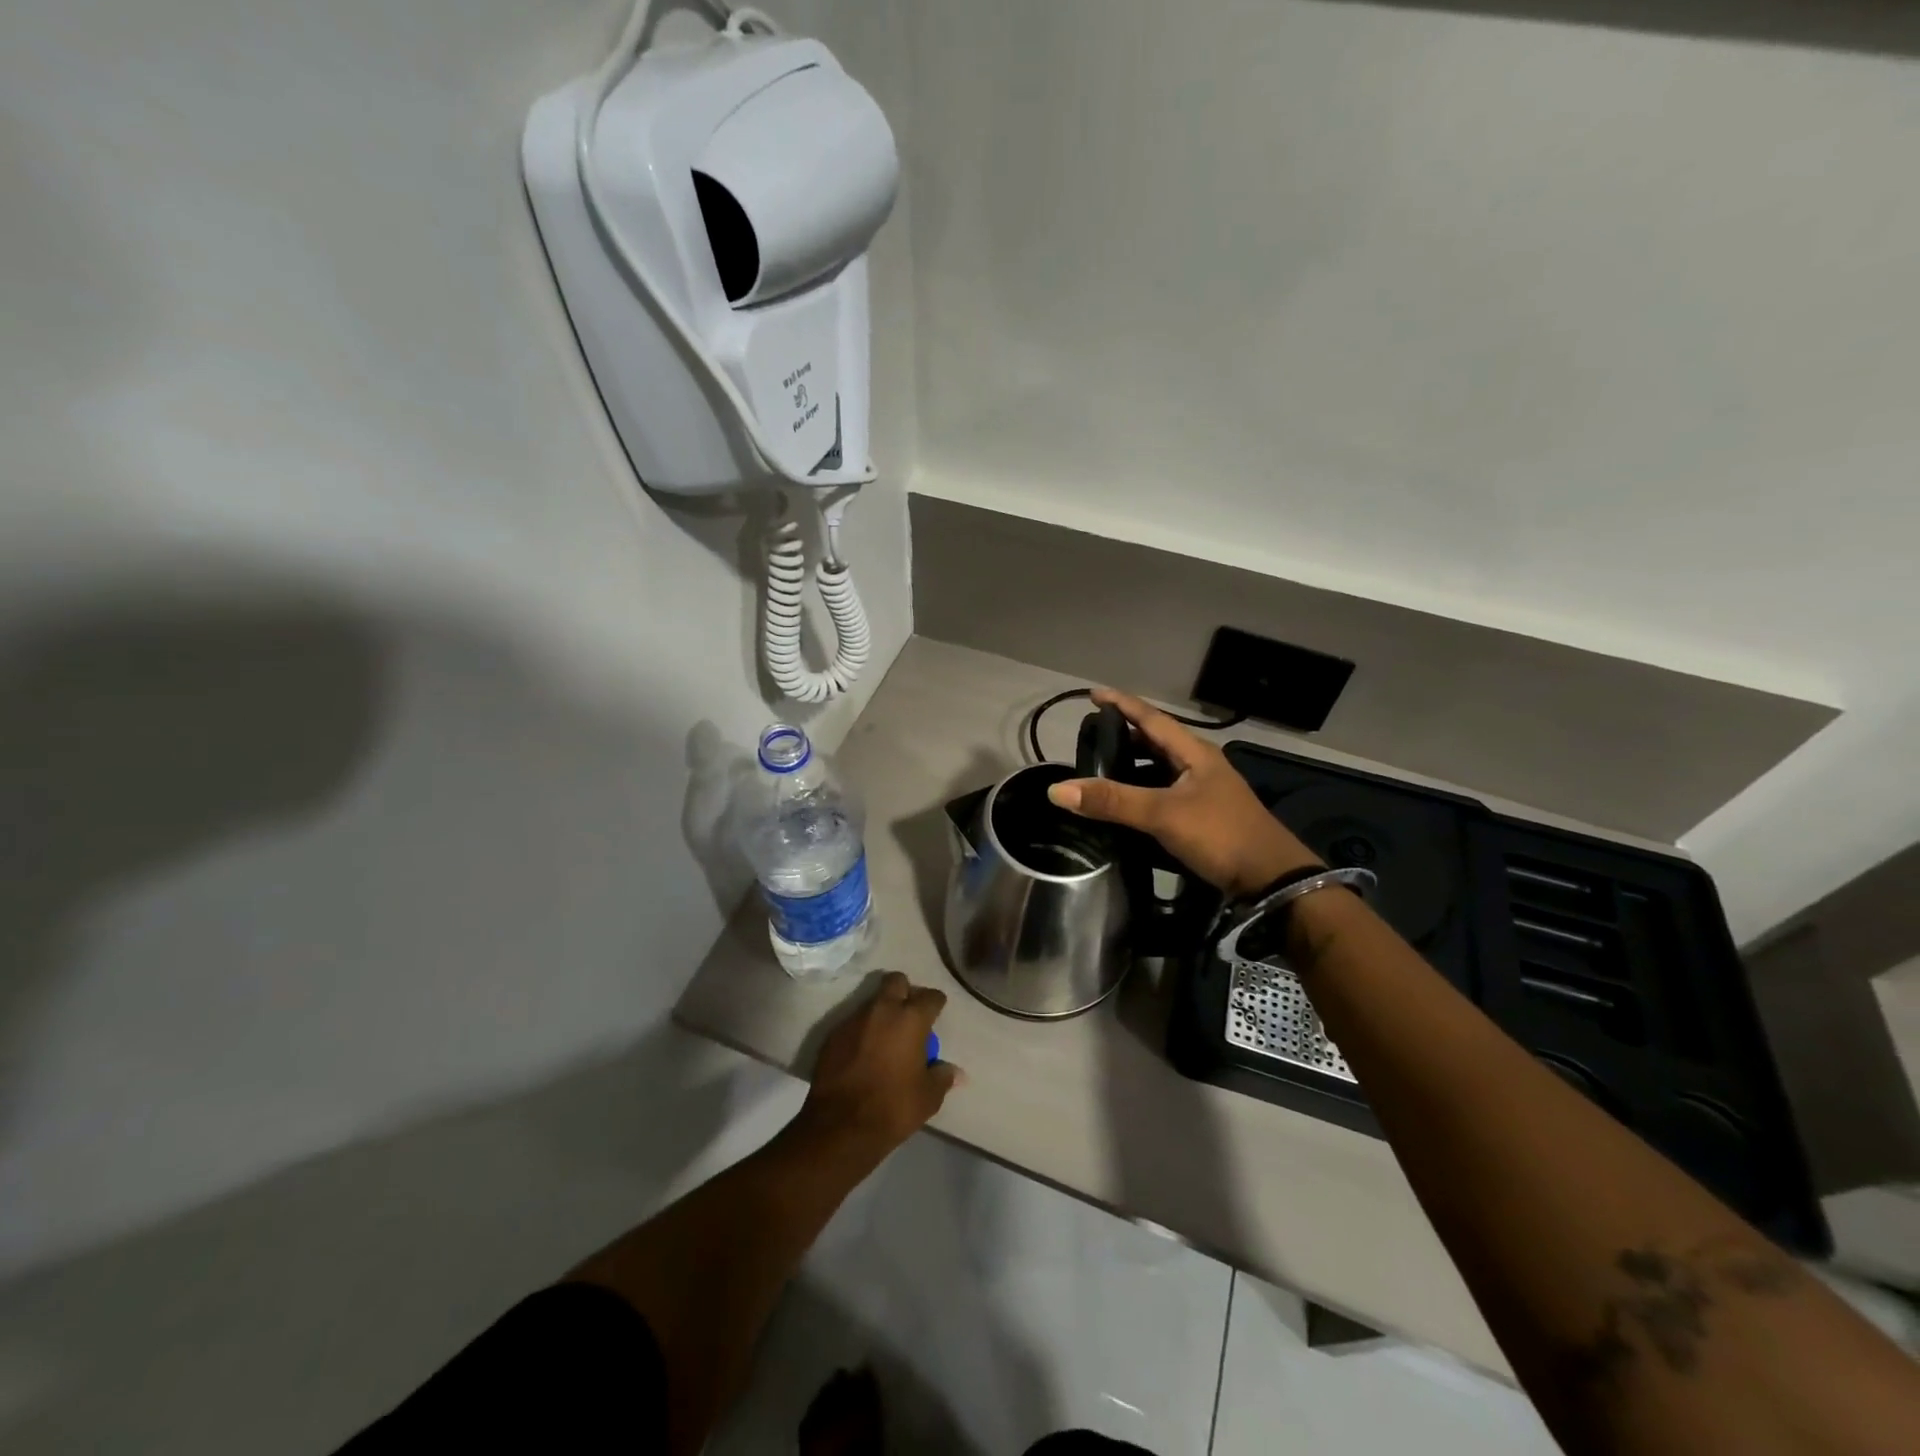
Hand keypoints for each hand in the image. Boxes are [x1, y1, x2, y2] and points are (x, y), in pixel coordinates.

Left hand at [797, 972, 960, 1159]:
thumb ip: (943, 1077)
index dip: (936, 1004)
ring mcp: (854, 1019)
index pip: (931, 996)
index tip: (936, 1016)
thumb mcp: (928, 1097)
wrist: (839, 1125)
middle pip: (896, 981)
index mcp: (911, 1019)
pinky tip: (863, 1053)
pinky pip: (853, 1023)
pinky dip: (861, 1032)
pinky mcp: (833, 1034)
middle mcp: (882, 1010)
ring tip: (885, 1038)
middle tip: (909, 1016)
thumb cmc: (892, 1107)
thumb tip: (957, 1072)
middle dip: (905, 992)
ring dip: (881, 1013)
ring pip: (872, 1002)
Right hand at [1048, 688, 1321, 897]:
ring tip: (1102, 769)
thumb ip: (1113, 801)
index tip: (1092, 694)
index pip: (1152, 718)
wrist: (1270, 879)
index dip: (1122, 704)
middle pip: (1157, 741)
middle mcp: (1199, 766)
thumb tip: (1057, 789)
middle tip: (1092, 736)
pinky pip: (1164, 793)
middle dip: (1125, 735)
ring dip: (1133, 765)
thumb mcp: (1163, 814)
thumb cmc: (1220, 835)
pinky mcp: (1203, 816)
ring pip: (1160, 768)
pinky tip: (1126, 805)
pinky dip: (1142, 791)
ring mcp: (1203, 792)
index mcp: (1194, 753)